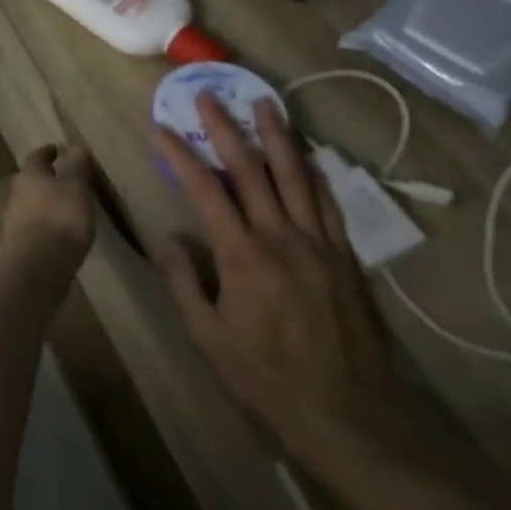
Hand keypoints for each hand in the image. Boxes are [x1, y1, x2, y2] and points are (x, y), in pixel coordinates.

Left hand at [0, 144, 95, 278]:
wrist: (37, 265)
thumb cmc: (60, 218)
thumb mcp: (76, 188)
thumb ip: (76, 167)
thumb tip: (76, 145)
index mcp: (29, 176)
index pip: (36, 157)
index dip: (47, 152)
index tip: (57, 150)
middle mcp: (15, 194)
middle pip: (29, 180)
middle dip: (43, 178)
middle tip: (60, 179)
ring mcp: (12, 219)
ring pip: (28, 203)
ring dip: (42, 202)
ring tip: (62, 207)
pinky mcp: (15, 243)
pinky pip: (29, 226)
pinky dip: (41, 224)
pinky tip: (54, 232)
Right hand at [152, 96, 414, 478]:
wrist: (348, 413)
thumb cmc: (266, 376)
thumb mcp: (208, 336)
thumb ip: (185, 281)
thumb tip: (169, 236)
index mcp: (243, 256)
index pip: (206, 191)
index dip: (181, 156)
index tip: (162, 129)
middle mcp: (282, 238)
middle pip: (252, 171)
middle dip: (226, 129)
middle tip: (210, 96)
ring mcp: (320, 244)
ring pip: (296, 176)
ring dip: (277, 136)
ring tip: (263, 103)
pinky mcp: (346, 257)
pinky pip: (328, 203)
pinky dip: (315, 172)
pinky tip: (307, 155)